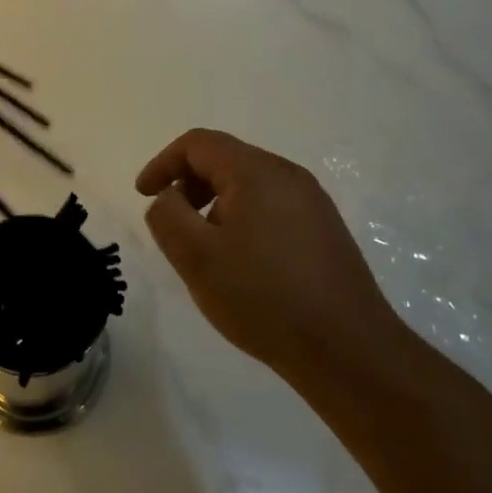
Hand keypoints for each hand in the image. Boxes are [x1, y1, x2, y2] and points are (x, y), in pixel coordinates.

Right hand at [136, 129, 398, 379]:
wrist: (348, 349)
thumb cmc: (263, 298)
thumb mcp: (196, 257)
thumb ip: (167, 216)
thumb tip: (169, 197)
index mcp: (256, 171)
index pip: (198, 143)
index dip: (163, 163)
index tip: (143, 195)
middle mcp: (288, 175)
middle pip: (225, 159)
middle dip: (189, 184)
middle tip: (172, 224)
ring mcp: (313, 202)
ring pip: (249, 185)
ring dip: (215, 204)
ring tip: (206, 249)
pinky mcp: (325, 230)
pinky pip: (272, 207)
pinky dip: (243, 219)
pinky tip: (242, 264)